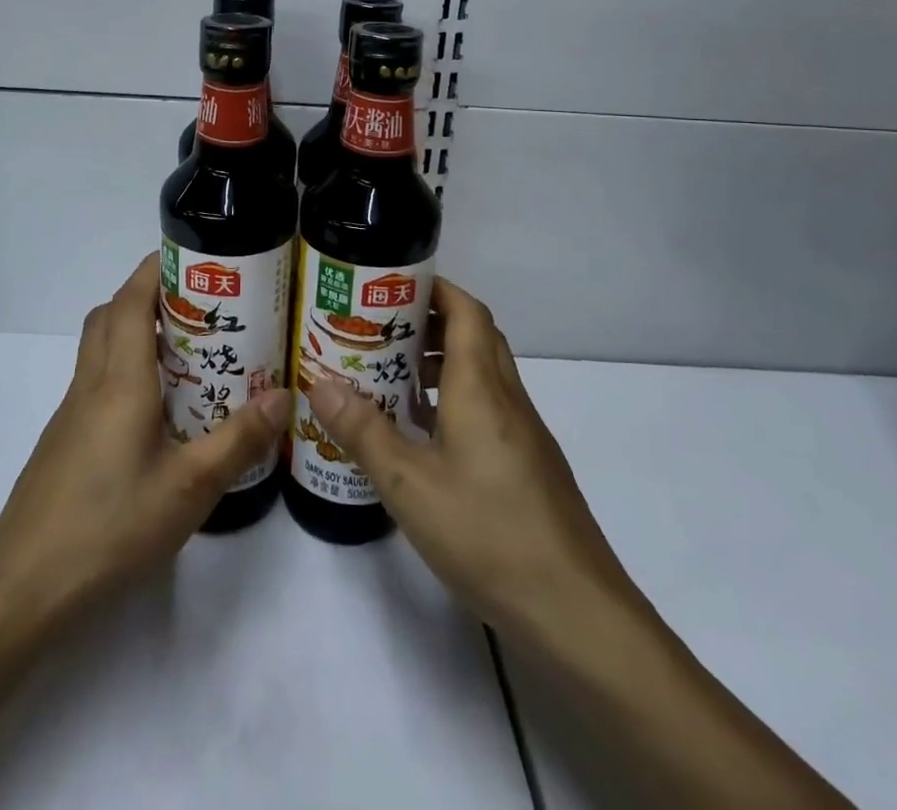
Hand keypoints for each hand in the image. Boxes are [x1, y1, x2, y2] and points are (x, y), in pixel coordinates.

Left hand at [0, 254, 289, 619]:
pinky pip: (96, 381)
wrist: (23, 588)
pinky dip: (124, 368)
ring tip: (185, 351)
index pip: (131, 300)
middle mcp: (91, 384)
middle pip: (110, 314)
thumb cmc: (110, 527)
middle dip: (148, 293)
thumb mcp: (190, 488)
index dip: (156, 269)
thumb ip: (238, 440)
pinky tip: (156, 410)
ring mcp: (71, 412)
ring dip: (134, 329)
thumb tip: (283, 395)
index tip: (193, 258)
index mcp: (119, 380)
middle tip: (198, 305)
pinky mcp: (64, 440)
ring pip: (99, 346)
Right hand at [306, 278, 636, 645]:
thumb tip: (319, 382)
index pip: (466, 311)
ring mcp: (524, 433)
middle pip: (476, 335)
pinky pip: (489, 407)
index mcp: (481, 388)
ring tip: (394, 375)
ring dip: (443, 361)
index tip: (393, 284)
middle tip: (382, 327)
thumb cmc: (488, 534)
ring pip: (484, 373)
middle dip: (431, 321)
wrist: (576, 611)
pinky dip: (456, 399)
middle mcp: (507, 398)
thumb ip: (363, 432)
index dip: (435, 288)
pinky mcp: (529, 464)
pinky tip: (425, 434)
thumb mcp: (410, 485)